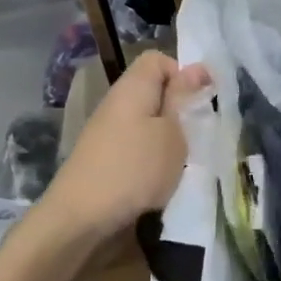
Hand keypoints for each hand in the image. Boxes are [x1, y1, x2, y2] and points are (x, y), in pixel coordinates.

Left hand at [38, 51, 212, 246]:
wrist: (80, 220)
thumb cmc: (135, 169)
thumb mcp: (172, 133)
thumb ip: (183, 99)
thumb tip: (196, 68)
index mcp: (133, 87)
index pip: (158, 59)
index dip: (182, 72)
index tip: (200, 100)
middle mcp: (116, 104)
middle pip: (153, 92)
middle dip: (178, 110)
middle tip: (197, 133)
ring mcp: (107, 133)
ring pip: (147, 122)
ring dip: (168, 138)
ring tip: (182, 160)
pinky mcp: (104, 159)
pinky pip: (136, 146)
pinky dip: (152, 158)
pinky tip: (161, 180)